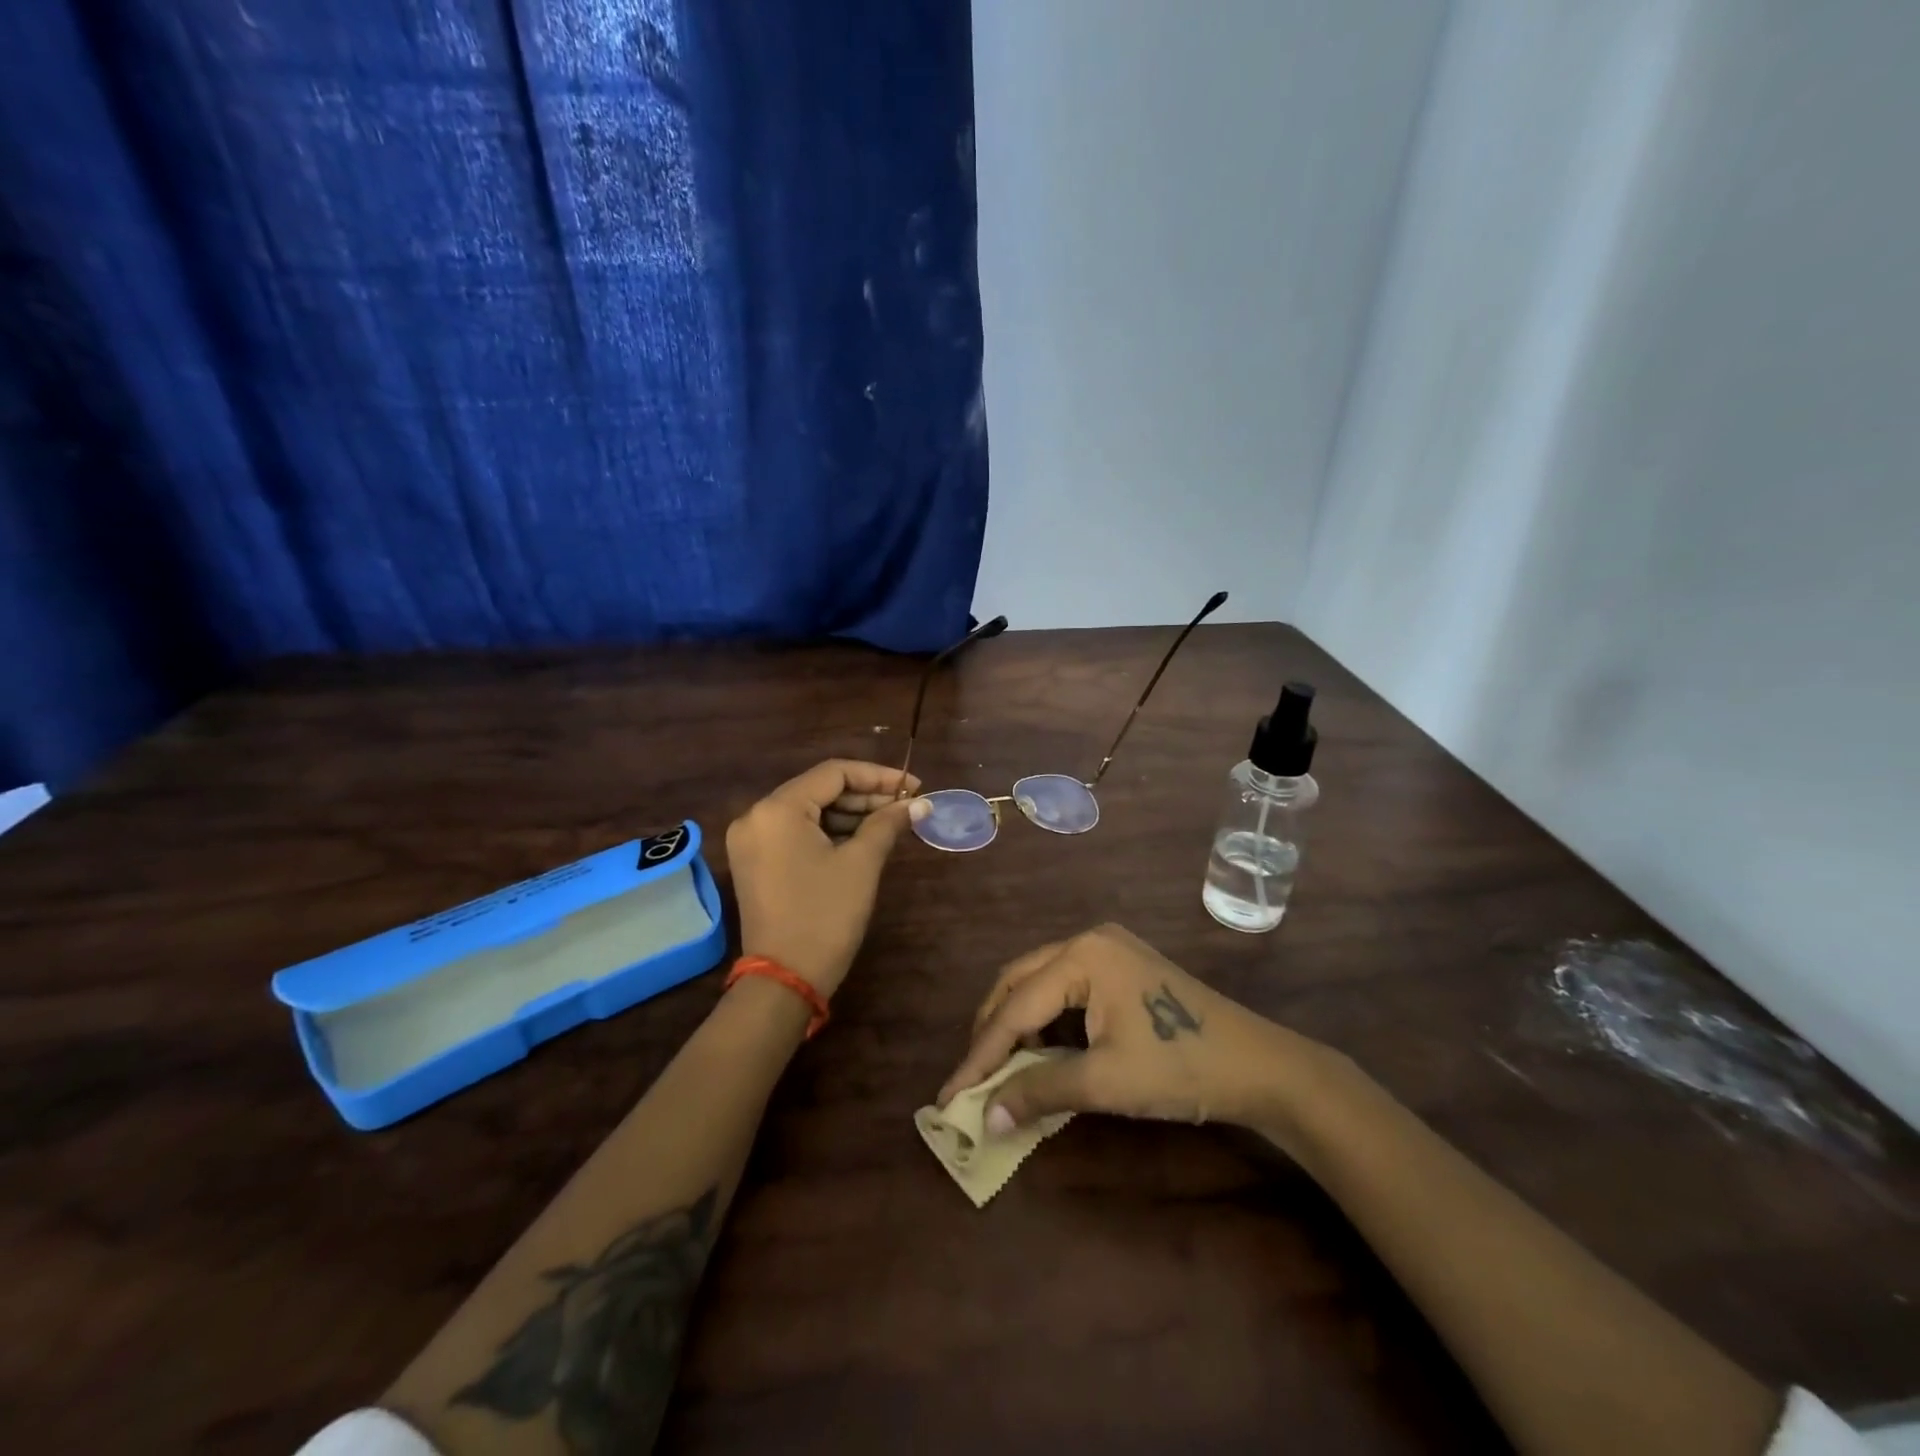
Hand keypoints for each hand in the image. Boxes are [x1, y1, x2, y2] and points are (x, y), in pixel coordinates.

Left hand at [725, 760, 926, 997]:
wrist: (785, 980)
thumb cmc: (825, 915)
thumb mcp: (862, 864)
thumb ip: (888, 823)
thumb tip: (919, 802)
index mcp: (777, 809)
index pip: (833, 772)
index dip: (878, 776)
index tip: (914, 786)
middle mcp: (756, 816)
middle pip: (818, 789)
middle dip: (865, 795)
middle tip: (906, 806)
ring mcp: (751, 840)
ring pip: (808, 811)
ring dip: (849, 814)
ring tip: (891, 822)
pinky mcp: (755, 862)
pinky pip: (796, 832)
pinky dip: (828, 832)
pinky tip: (863, 838)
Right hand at [937, 923, 1330, 1137]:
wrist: (1259, 1065)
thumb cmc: (1180, 1068)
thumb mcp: (1105, 1082)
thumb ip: (1039, 1092)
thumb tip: (984, 1118)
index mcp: (1082, 955)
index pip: (1015, 1007)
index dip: (980, 1054)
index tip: (948, 1094)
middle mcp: (1088, 940)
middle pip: (1019, 982)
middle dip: (993, 1030)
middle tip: (971, 1077)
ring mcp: (1108, 949)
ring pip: (1040, 982)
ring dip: (1018, 1023)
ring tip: (1003, 1069)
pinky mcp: (1122, 966)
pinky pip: (1065, 987)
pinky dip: (1047, 1019)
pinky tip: (1044, 1051)